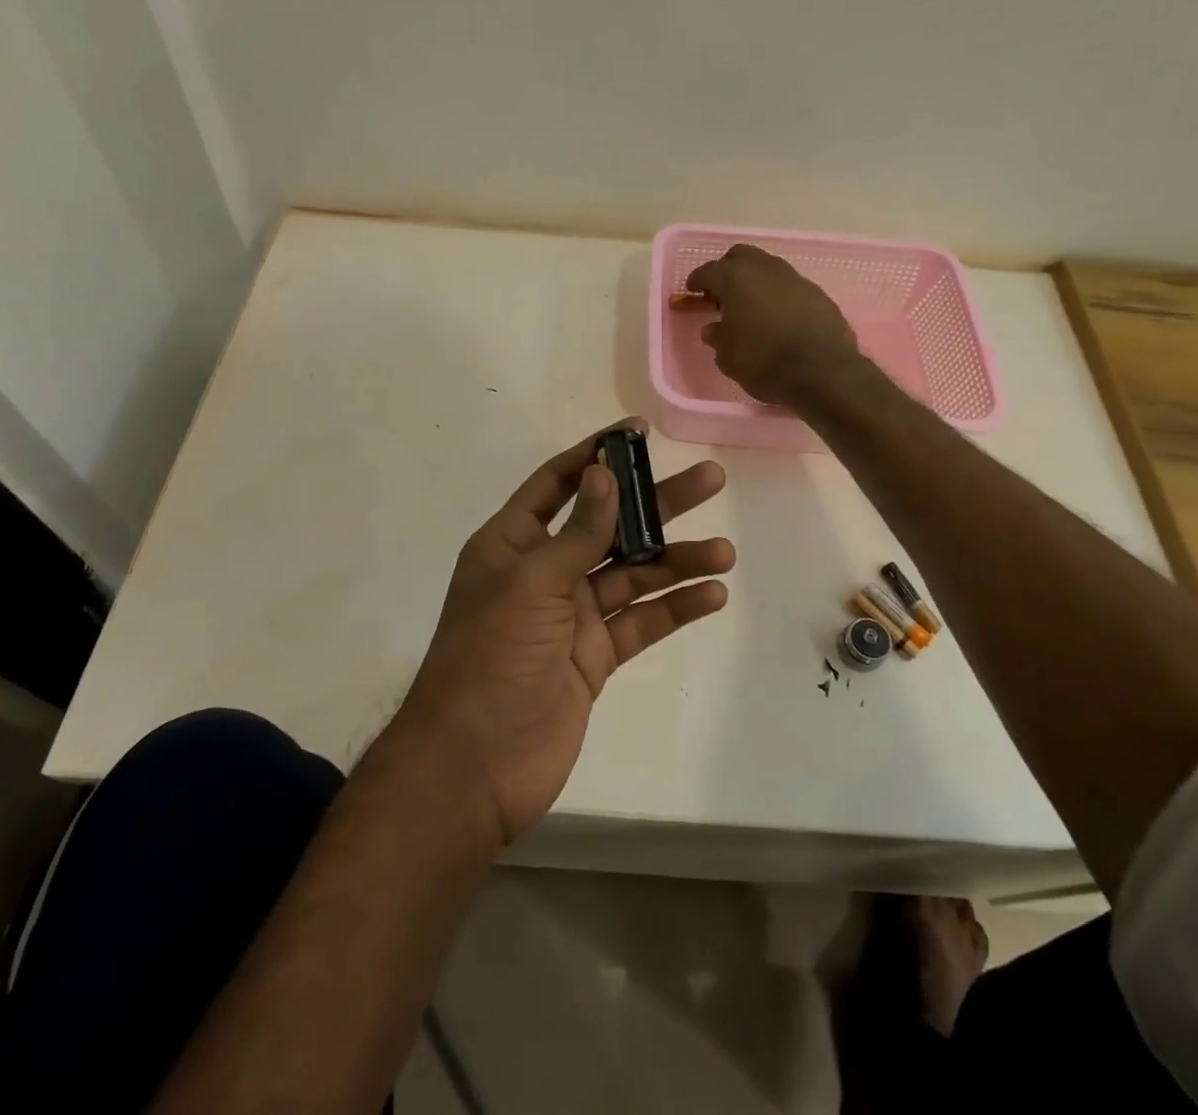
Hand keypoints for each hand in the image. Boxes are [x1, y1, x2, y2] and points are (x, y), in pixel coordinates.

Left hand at [392, 419, 733, 846]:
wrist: (474, 766)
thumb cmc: (491, 658)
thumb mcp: (532, 584)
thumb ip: (576, 532)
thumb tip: (605, 473)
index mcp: (512, 544)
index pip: (558, 484)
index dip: (596, 456)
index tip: (638, 432)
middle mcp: (543, 572)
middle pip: (608, 525)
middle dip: (656, 504)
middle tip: (711, 480)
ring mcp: (570, 616)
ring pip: (631, 575)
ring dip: (676, 561)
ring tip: (724, 552)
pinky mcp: (594, 657)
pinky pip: (639, 622)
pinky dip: (673, 608)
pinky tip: (711, 595)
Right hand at [686, 244, 860, 405]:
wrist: (823, 372)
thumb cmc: (764, 362)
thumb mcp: (727, 356)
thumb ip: (717, 337)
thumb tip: (714, 329)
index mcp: (736, 279)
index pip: (709, 271)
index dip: (697, 280)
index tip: (692, 290)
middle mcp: (766, 269)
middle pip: (740, 256)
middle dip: (727, 269)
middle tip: (720, 292)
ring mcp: (795, 278)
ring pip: (768, 267)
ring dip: (754, 280)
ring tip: (749, 304)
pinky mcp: (818, 293)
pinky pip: (789, 286)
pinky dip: (777, 294)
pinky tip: (776, 315)